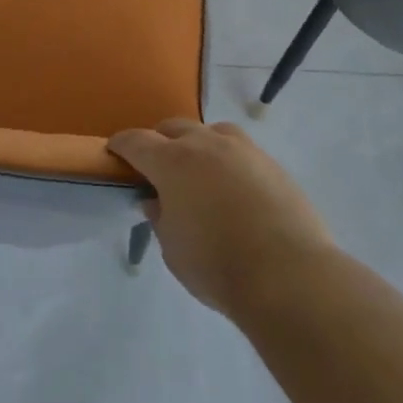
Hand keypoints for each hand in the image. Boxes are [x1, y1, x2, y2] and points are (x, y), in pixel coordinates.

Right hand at [109, 119, 336, 315]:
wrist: (288, 274)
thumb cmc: (217, 265)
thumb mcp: (173, 249)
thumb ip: (160, 217)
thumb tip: (156, 200)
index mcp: (172, 162)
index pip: (137, 141)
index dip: (121, 145)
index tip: (114, 151)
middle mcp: (206, 144)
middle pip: (174, 128)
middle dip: (160, 141)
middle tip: (157, 167)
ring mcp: (243, 149)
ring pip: (211, 132)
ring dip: (197, 144)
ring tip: (198, 171)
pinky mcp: (271, 163)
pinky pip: (240, 150)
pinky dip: (227, 159)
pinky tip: (232, 186)